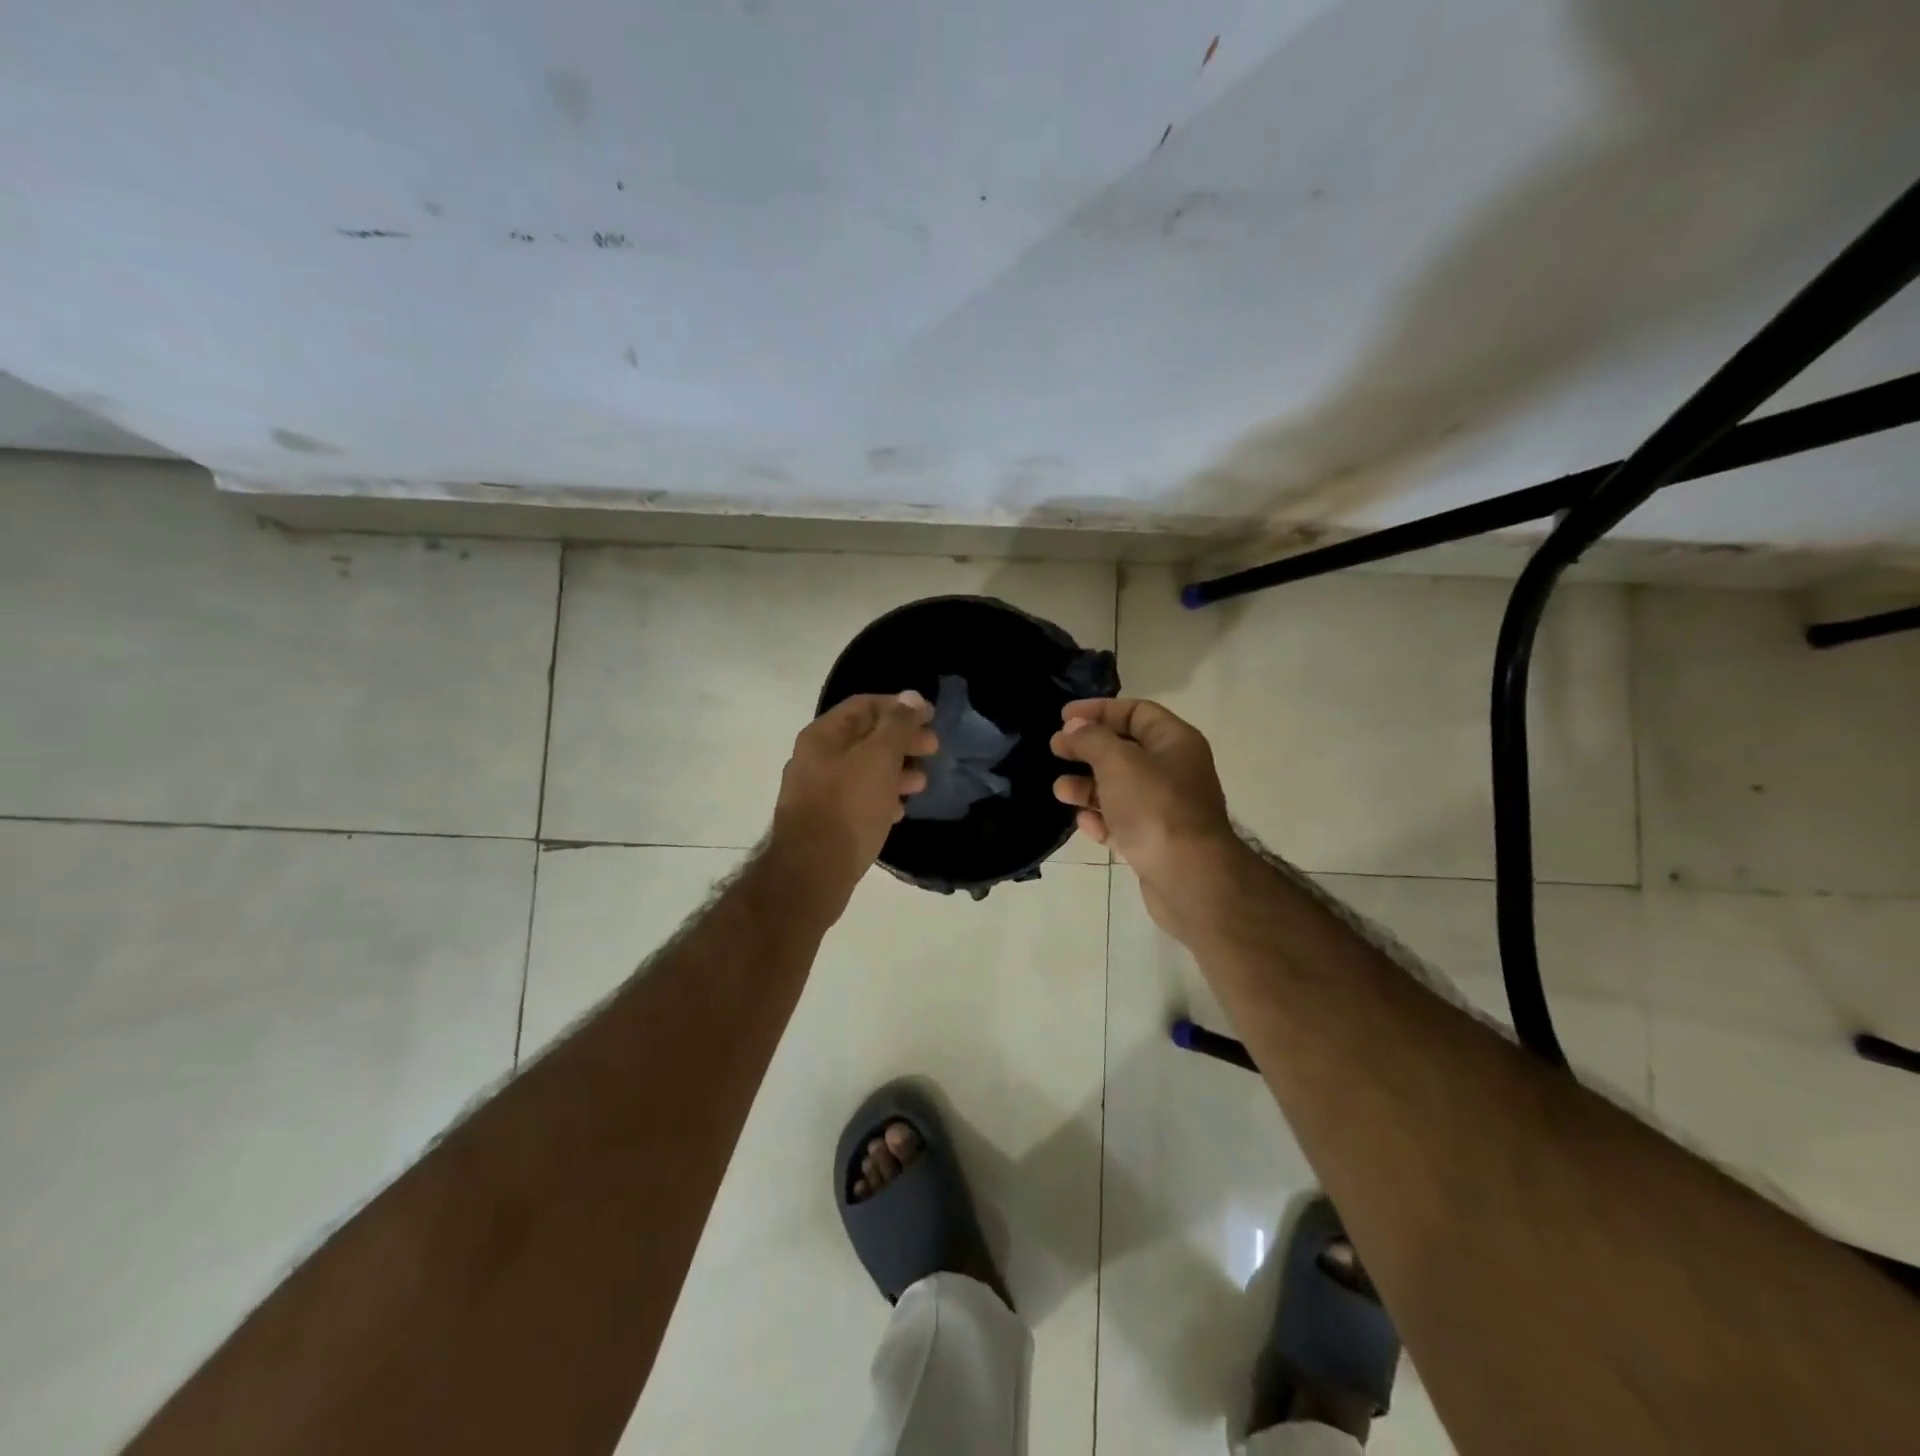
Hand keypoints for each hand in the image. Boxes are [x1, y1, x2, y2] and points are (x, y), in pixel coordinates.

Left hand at [771, 692, 936, 912]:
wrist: (812, 872)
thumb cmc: (848, 808)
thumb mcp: (878, 759)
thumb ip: (897, 726)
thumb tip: (911, 697)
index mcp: (823, 735)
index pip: (865, 705)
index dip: (900, 707)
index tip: (931, 717)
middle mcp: (816, 758)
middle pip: (865, 737)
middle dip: (902, 740)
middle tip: (933, 748)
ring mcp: (818, 790)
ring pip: (864, 769)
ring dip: (896, 770)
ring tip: (922, 782)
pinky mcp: (825, 820)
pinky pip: (858, 798)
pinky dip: (882, 796)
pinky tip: (900, 810)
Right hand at [1050, 698, 1245, 935]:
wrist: (1190, 878)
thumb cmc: (1155, 808)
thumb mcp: (1118, 762)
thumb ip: (1092, 739)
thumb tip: (1074, 727)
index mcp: (1175, 742)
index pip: (1136, 712)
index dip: (1099, 710)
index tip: (1063, 718)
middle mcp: (1175, 771)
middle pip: (1125, 750)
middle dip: (1088, 749)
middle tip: (1055, 749)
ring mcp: (1167, 809)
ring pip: (1120, 789)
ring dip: (1088, 787)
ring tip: (1060, 791)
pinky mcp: (1156, 842)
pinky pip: (1123, 823)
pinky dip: (1102, 820)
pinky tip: (1083, 823)